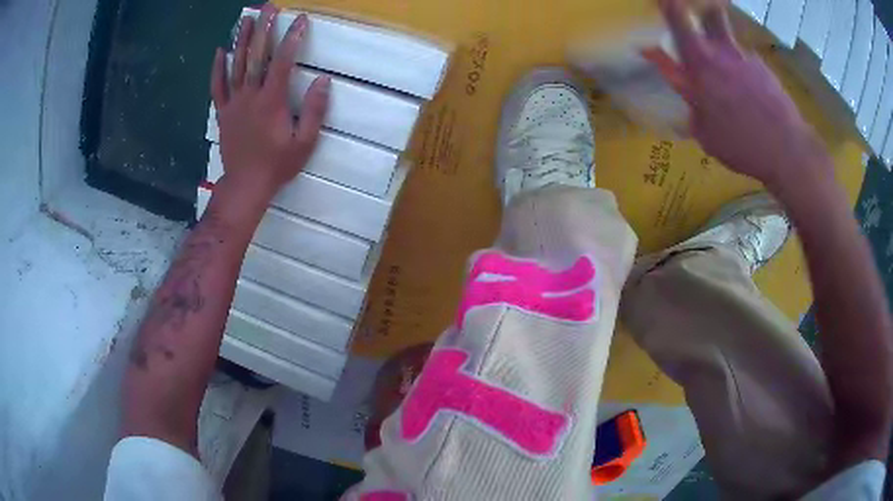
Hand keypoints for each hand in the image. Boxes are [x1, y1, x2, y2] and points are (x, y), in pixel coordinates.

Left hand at [210, 5, 329, 199]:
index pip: (282, 61)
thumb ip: (314, 111)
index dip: (292, 38)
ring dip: (242, 40)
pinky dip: (218, 68)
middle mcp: (250, 96)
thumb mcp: (304, 143)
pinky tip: (220, 51)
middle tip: (269, 7)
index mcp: (272, 101)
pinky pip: (218, 87)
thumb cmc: (277, 166)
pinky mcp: (223, 112)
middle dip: (265, 28)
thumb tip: (323, 80)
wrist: (245, 186)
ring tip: (247, 19)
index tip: (300, 19)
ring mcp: (234, 103)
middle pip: (257, 56)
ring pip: (236, 66)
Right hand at [657, 0, 830, 188]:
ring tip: (731, 78)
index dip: (667, 4)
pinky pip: (750, 63)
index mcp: (700, 62)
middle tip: (702, 27)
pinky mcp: (766, 71)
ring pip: (731, 39)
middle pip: (711, 13)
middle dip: (704, 14)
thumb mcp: (706, 133)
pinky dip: (746, 73)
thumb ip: (693, 107)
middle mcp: (722, 51)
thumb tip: (688, 96)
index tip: (662, 1)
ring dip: (725, 48)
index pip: (676, 16)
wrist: (788, 149)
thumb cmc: (741, 144)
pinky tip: (753, 98)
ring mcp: (747, 59)